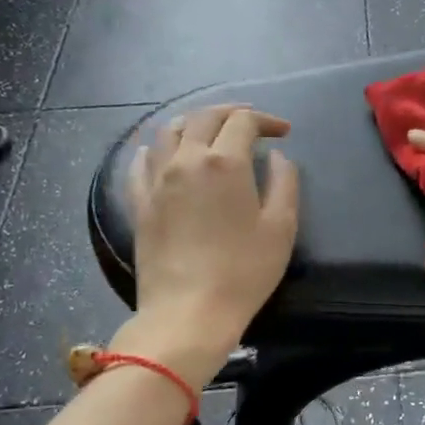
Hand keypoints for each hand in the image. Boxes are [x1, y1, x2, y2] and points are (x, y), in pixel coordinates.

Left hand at [120, 106, 298, 372]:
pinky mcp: (140, 203)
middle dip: (231, 112)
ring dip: (193, 122)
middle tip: (251, 122)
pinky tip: (161, 152)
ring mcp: (157, 180)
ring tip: (209, 130)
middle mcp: (186, 160)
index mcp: (225, 163)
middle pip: (204, 118)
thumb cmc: (244, 272)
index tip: (283, 132)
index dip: (265, 120)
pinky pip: (141, 162)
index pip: (243, 122)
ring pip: (168, 132)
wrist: (188, 312)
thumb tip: (276, 157)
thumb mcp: (281, 227)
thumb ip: (284, 183)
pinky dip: (156, 148)